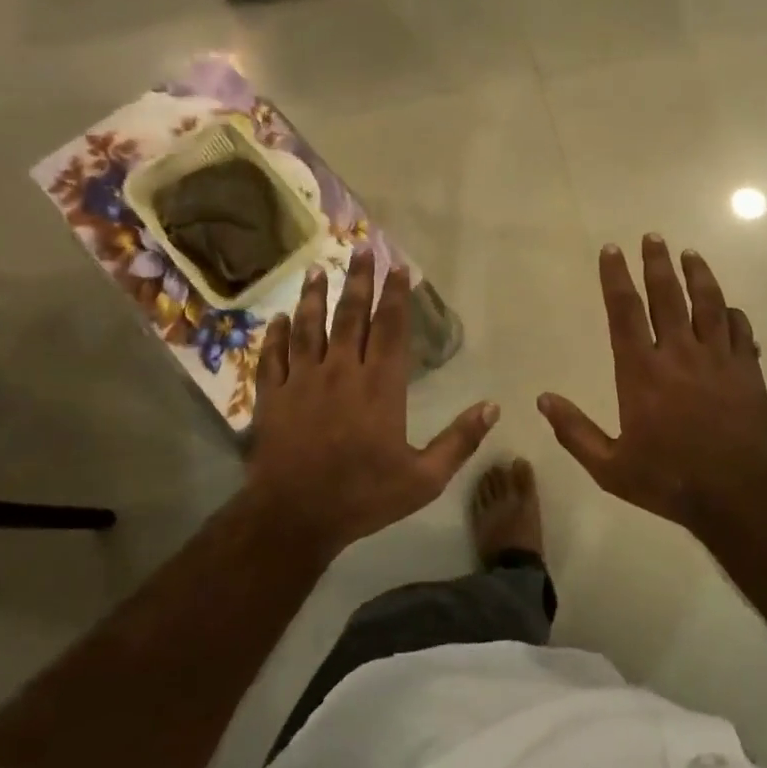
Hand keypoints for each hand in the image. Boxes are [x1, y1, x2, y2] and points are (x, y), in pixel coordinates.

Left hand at [243, 250, 497, 557]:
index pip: (390, 329)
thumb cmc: (364, 496)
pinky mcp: (273, 397)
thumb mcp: (424, 478)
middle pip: (351, 316)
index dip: (395, 296)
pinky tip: (277, 319)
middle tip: (361, 249)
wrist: (294, 518)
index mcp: (380, 386)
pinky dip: (275, 336)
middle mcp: (342, 372)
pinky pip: (273, 357)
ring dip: (315, 297)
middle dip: (359, 281)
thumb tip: (493, 407)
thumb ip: (459, 440)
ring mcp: (303, 382)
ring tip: (318, 269)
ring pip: (309, 328)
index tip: (398, 267)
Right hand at [539, 236, 766, 528]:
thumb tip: (543, 399)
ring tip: (691, 254)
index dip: (616, 278)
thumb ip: (574, 431)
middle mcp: (679, 354)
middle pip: (668, 296)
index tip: (612, 250)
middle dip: (657, 263)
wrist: (737, 495)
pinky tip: (728, 307)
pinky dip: (732, 314)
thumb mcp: (610, 467)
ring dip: (698, 275)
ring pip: (708, 303)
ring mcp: (718, 359)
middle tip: (653, 237)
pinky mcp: (747, 371)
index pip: (625, 311)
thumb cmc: (669, 480)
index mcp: (642, 371)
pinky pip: (740, 330)